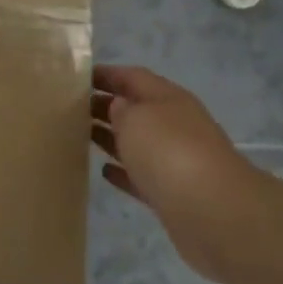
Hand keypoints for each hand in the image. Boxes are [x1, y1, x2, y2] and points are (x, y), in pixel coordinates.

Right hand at [91, 65, 269, 274]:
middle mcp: (175, 124)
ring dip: (112, 137)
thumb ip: (121, 109)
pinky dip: (124, 172)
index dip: (107, 74)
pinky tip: (104, 171)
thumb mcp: (136, 118)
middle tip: (71, 108)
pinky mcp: (172, 193)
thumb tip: (118, 107)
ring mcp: (176, 160)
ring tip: (81, 135)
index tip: (79, 76)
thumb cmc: (168, 151)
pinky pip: (142, 176)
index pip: (134, 77)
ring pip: (138, 143)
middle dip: (107, 105)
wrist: (211, 209)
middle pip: (137, 109)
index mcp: (168, 98)